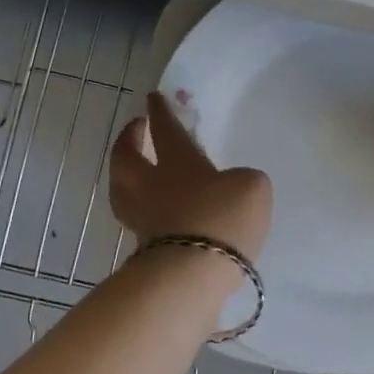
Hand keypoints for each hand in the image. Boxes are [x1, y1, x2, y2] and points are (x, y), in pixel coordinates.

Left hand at [109, 92, 272, 261]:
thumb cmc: (222, 219)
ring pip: (122, 189)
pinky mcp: (143, 251)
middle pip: (126, 156)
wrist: (192, 275)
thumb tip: (232, 187)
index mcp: (177, 161)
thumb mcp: (251, 187)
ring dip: (125, 175)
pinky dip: (141, 211)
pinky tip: (156, 214)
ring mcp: (142, 220)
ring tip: (136, 171)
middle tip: (135, 129)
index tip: (152, 97)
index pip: (164, 128)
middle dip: (129, 139)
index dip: (160, 111)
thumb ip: (242, 180)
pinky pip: (137, 220)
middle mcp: (150, 186)